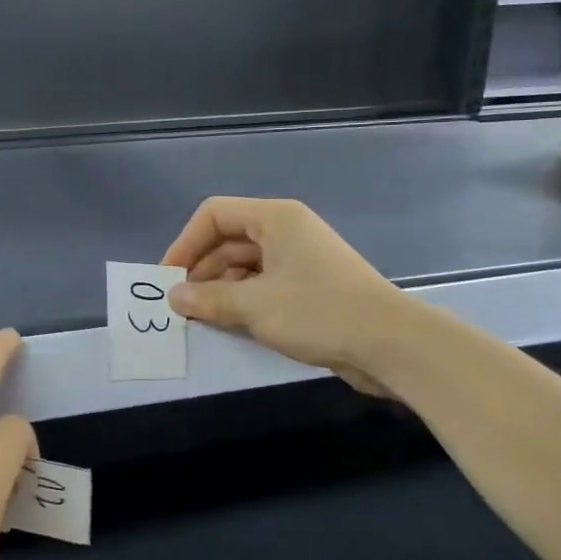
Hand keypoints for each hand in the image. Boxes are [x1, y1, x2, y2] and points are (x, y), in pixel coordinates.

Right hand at [160, 196, 414, 395]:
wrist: (392, 344)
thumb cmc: (318, 311)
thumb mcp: (254, 306)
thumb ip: (208, 299)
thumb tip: (173, 298)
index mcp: (275, 218)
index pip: (214, 215)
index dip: (185, 243)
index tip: (168, 278)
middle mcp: (286, 231)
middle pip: (228, 239)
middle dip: (200, 269)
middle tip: (180, 304)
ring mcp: (300, 259)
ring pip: (244, 264)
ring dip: (220, 288)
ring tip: (201, 317)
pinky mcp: (310, 287)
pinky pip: (263, 284)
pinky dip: (243, 299)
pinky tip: (230, 324)